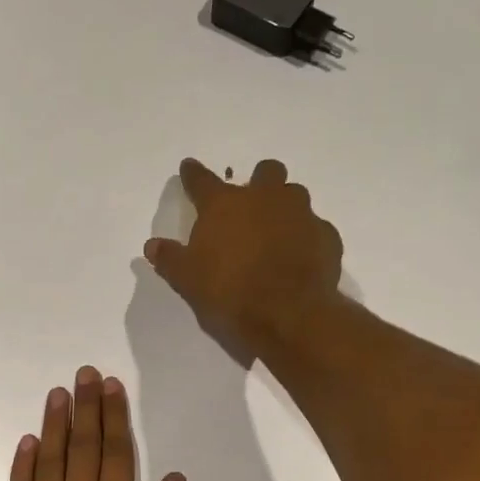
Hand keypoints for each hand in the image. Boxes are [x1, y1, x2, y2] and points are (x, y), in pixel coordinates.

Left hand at [8, 366, 198, 480]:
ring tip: (58, 393)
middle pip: (82, 446)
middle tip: (85, 373)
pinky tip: (27, 441)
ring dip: (54, 424)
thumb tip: (172, 476)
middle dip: (86, 406)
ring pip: (49, 461)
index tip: (112, 386)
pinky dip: (23, 465)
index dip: (114, 416)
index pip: (115, 452)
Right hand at [144, 158, 342, 355]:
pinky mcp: (326, 235)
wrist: (288, 313)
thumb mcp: (188, 280)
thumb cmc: (229, 292)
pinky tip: (299, 257)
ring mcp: (301, 213)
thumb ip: (170, 258)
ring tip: (276, 233)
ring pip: (294, 195)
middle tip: (250, 205)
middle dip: (258, 181)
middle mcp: (265, 198)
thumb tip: (152, 245)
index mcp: (225, 205)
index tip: (188, 167)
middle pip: (265, 171)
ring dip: (284, 207)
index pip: (202, 180)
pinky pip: (315, 228)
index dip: (193, 174)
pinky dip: (306, 238)